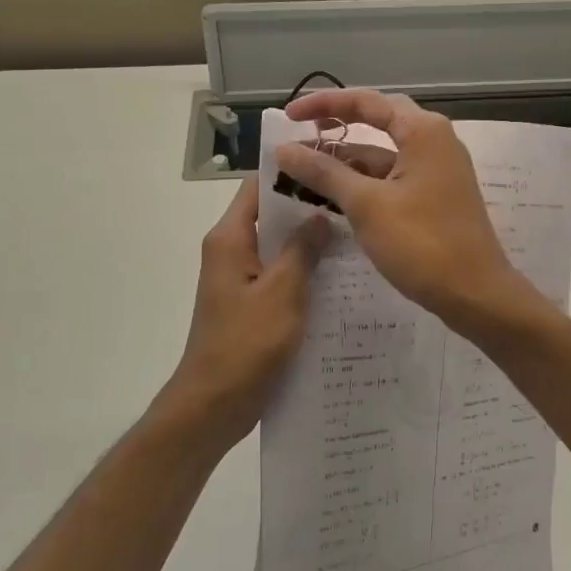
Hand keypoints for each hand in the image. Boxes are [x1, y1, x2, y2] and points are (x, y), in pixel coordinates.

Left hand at [165, 179, 328, 446]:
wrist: (214, 403)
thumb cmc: (245, 343)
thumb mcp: (281, 292)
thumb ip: (301, 250)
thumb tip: (319, 215)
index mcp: (231, 240)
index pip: (258, 188)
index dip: (290, 173)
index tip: (330, 166)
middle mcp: (232, 252)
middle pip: (271, 215)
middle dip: (309, 208)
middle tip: (354, 201)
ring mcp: (241, 279)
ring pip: (279, 247)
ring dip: (311, 242)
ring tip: (356, 233)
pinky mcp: (251, 304)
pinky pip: (280, 275)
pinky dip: (305, 271)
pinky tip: (341, 277)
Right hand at [274, 89, 538, 331]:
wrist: (475, 294)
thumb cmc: (422, 243)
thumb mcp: (366, 205)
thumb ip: (325, 173)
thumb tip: (284, 150)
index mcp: (423, 132)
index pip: (366, 102)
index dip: (324, 104)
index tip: (288, 117)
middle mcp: (434, 142)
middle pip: (376, 123)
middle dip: (335, 129)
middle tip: (298, 136)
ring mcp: (436, 171)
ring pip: (382, 156)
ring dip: (345, 162)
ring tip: (301, 174)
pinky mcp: (434, 198)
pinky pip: (392, 179)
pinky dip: (362, 184)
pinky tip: (332, 198)